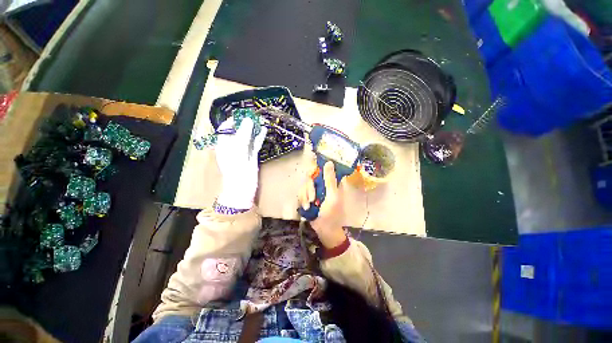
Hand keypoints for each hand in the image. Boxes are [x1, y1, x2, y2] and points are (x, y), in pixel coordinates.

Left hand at [215, 117, 266, 208]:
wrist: (242, 187)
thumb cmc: (236, 168)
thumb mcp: (238, 149)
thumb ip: (243, 134)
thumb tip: (248, 119)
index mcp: (224, 144)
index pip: (225, 129)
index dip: (232, 121)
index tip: (242, 114)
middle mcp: (232, 146)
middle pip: (238, 132)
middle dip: (245, 123)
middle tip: (254, 116)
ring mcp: (243, 151)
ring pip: (248, 137)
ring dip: (254, 130)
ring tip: (261, 120)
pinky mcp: (251, 156)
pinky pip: (255, 144)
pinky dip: (259, 138)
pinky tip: (264, 131)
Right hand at [298, 161, 346, 248]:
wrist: (324, 230)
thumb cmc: (332, 213)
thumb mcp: (333, 196)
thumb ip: (330, 180)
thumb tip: (329, 162)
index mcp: (332, 182)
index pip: (323, 168)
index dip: (317, 168)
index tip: (312, 174)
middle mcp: (323, 184)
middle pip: (311, 176)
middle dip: (310, 188)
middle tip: (312, 198)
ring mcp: (315, 190)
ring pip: (305, 185)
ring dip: (306, 196)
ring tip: (310, 206)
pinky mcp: (308, 196)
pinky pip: (301, 192)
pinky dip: (302, 200)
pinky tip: (306, 207)